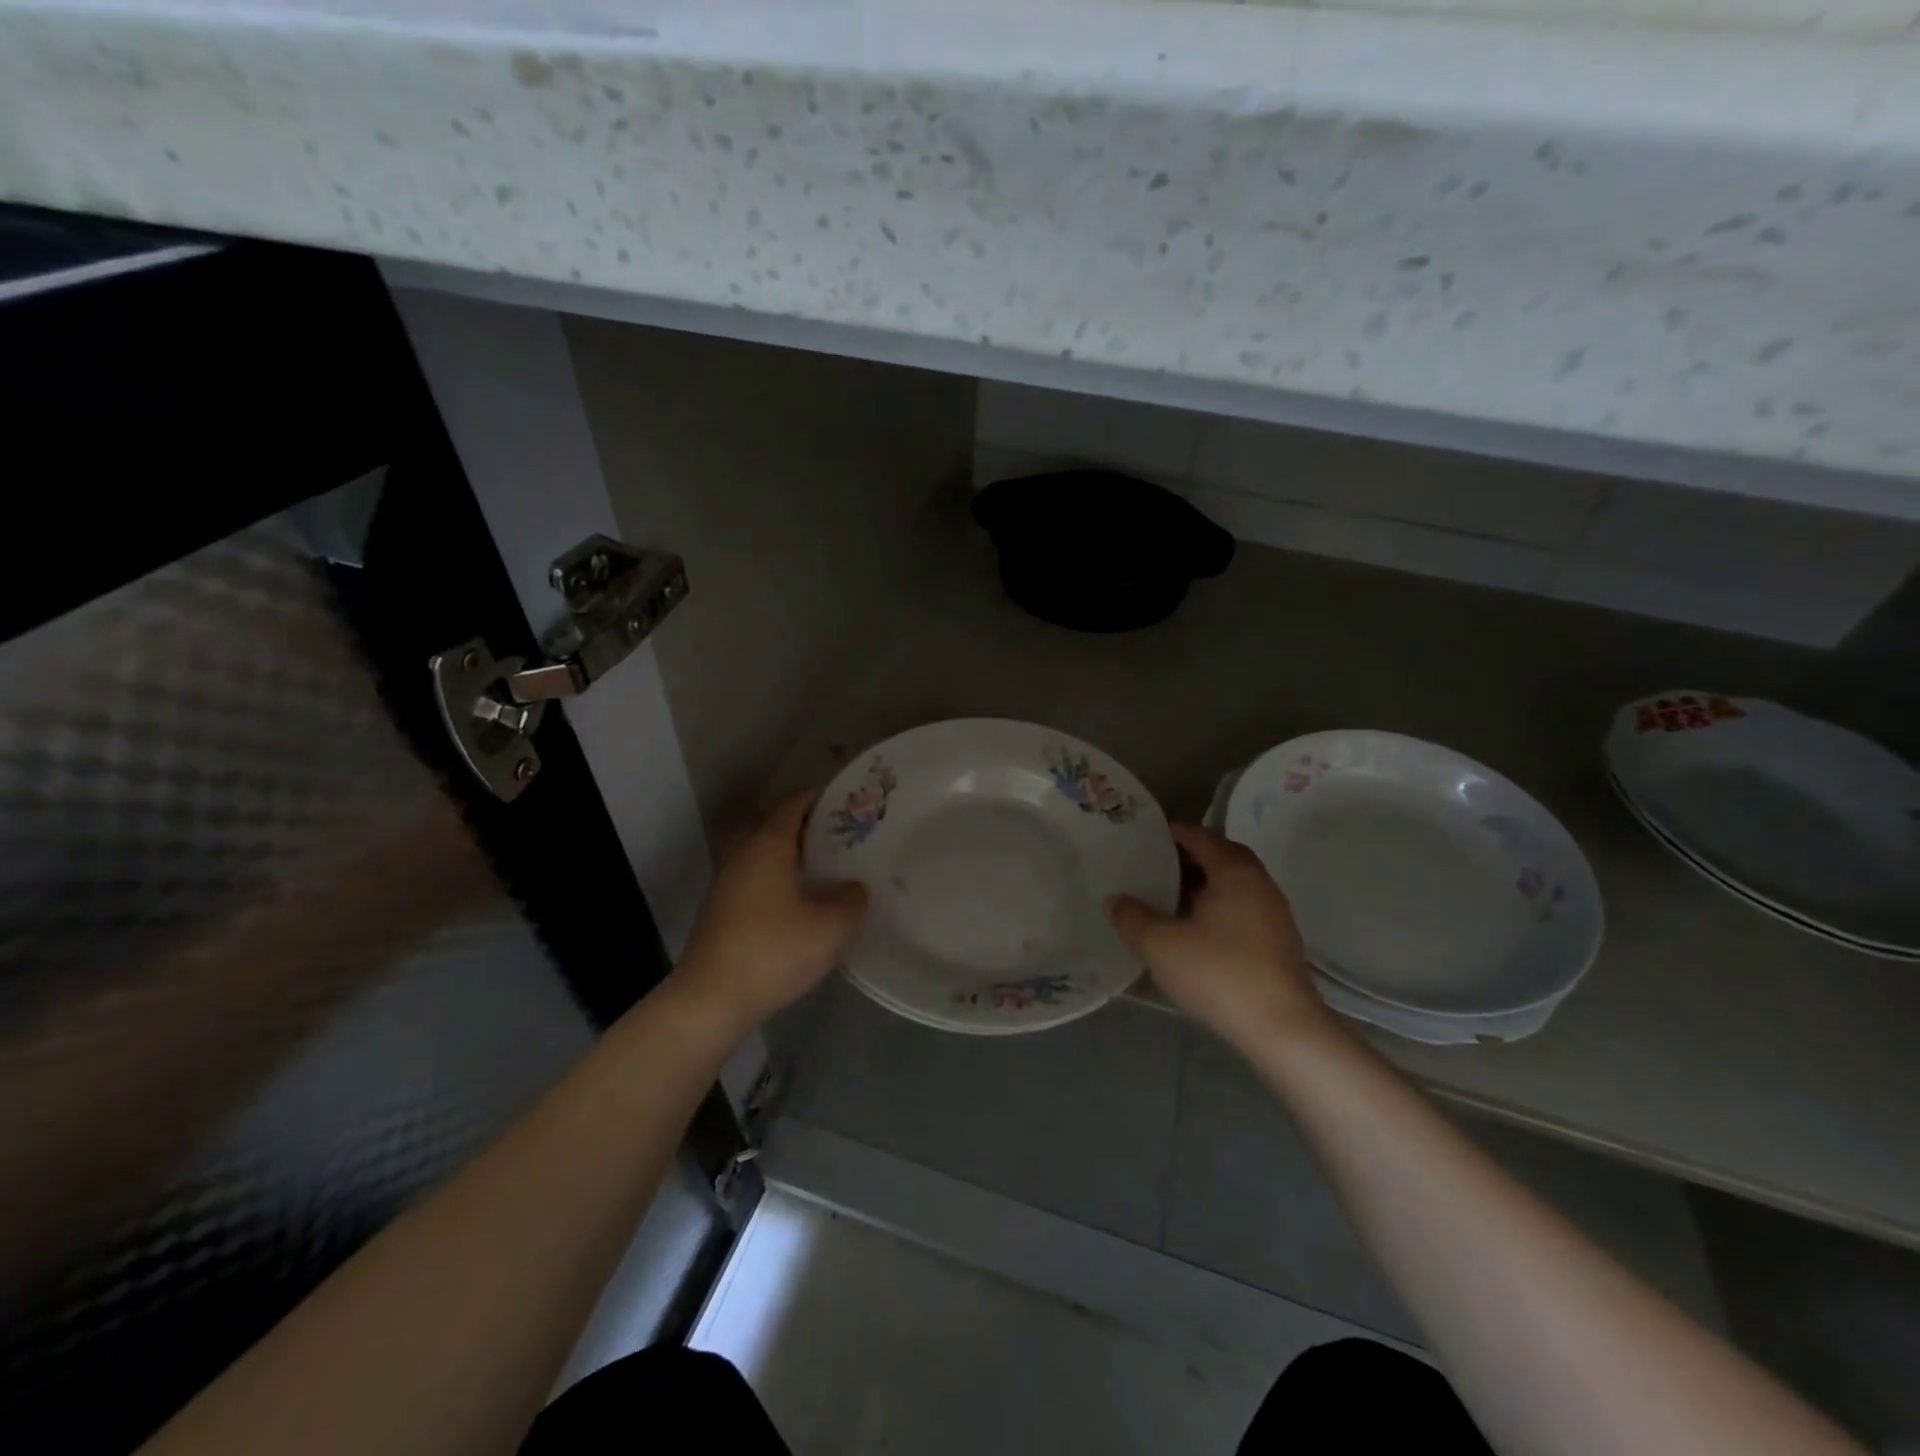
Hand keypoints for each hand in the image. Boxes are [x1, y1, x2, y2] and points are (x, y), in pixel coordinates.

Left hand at [673, 790, 867, 1032]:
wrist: (712, 999)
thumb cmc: (775, 950)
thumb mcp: (831, 927)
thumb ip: (851, 900)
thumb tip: (854, 888)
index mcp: (768, 845)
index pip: (793, 805)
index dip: (819, 798)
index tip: (846, 799)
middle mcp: (743, 854)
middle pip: (773, 823)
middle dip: (804, 822)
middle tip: (838, 831)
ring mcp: (726, 882)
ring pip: (760, 851)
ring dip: (788, 850)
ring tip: (822, 863)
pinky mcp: (720, 910)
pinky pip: (753, 875)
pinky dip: (776, 874)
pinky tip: (797, 897)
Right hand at [1108, 823, 1334, 1052]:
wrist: (1282, 1028)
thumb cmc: (1218, 973)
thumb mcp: (1160, 945)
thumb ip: (1132, 917)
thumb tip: (1115, 900)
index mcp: (1234, 871)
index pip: (1200, 836)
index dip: (1172, 833)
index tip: (1144, 839)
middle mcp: (1259, 883)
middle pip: (1221, 855)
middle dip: (1189, 857)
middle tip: (1155, 867)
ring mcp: (1274, 912)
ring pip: (1234, 883)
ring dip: (1204, 883)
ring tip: (1171, 898)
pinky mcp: (1279, 941)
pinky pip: (1243, 906)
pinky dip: (1218, 906)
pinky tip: (1197, 930)